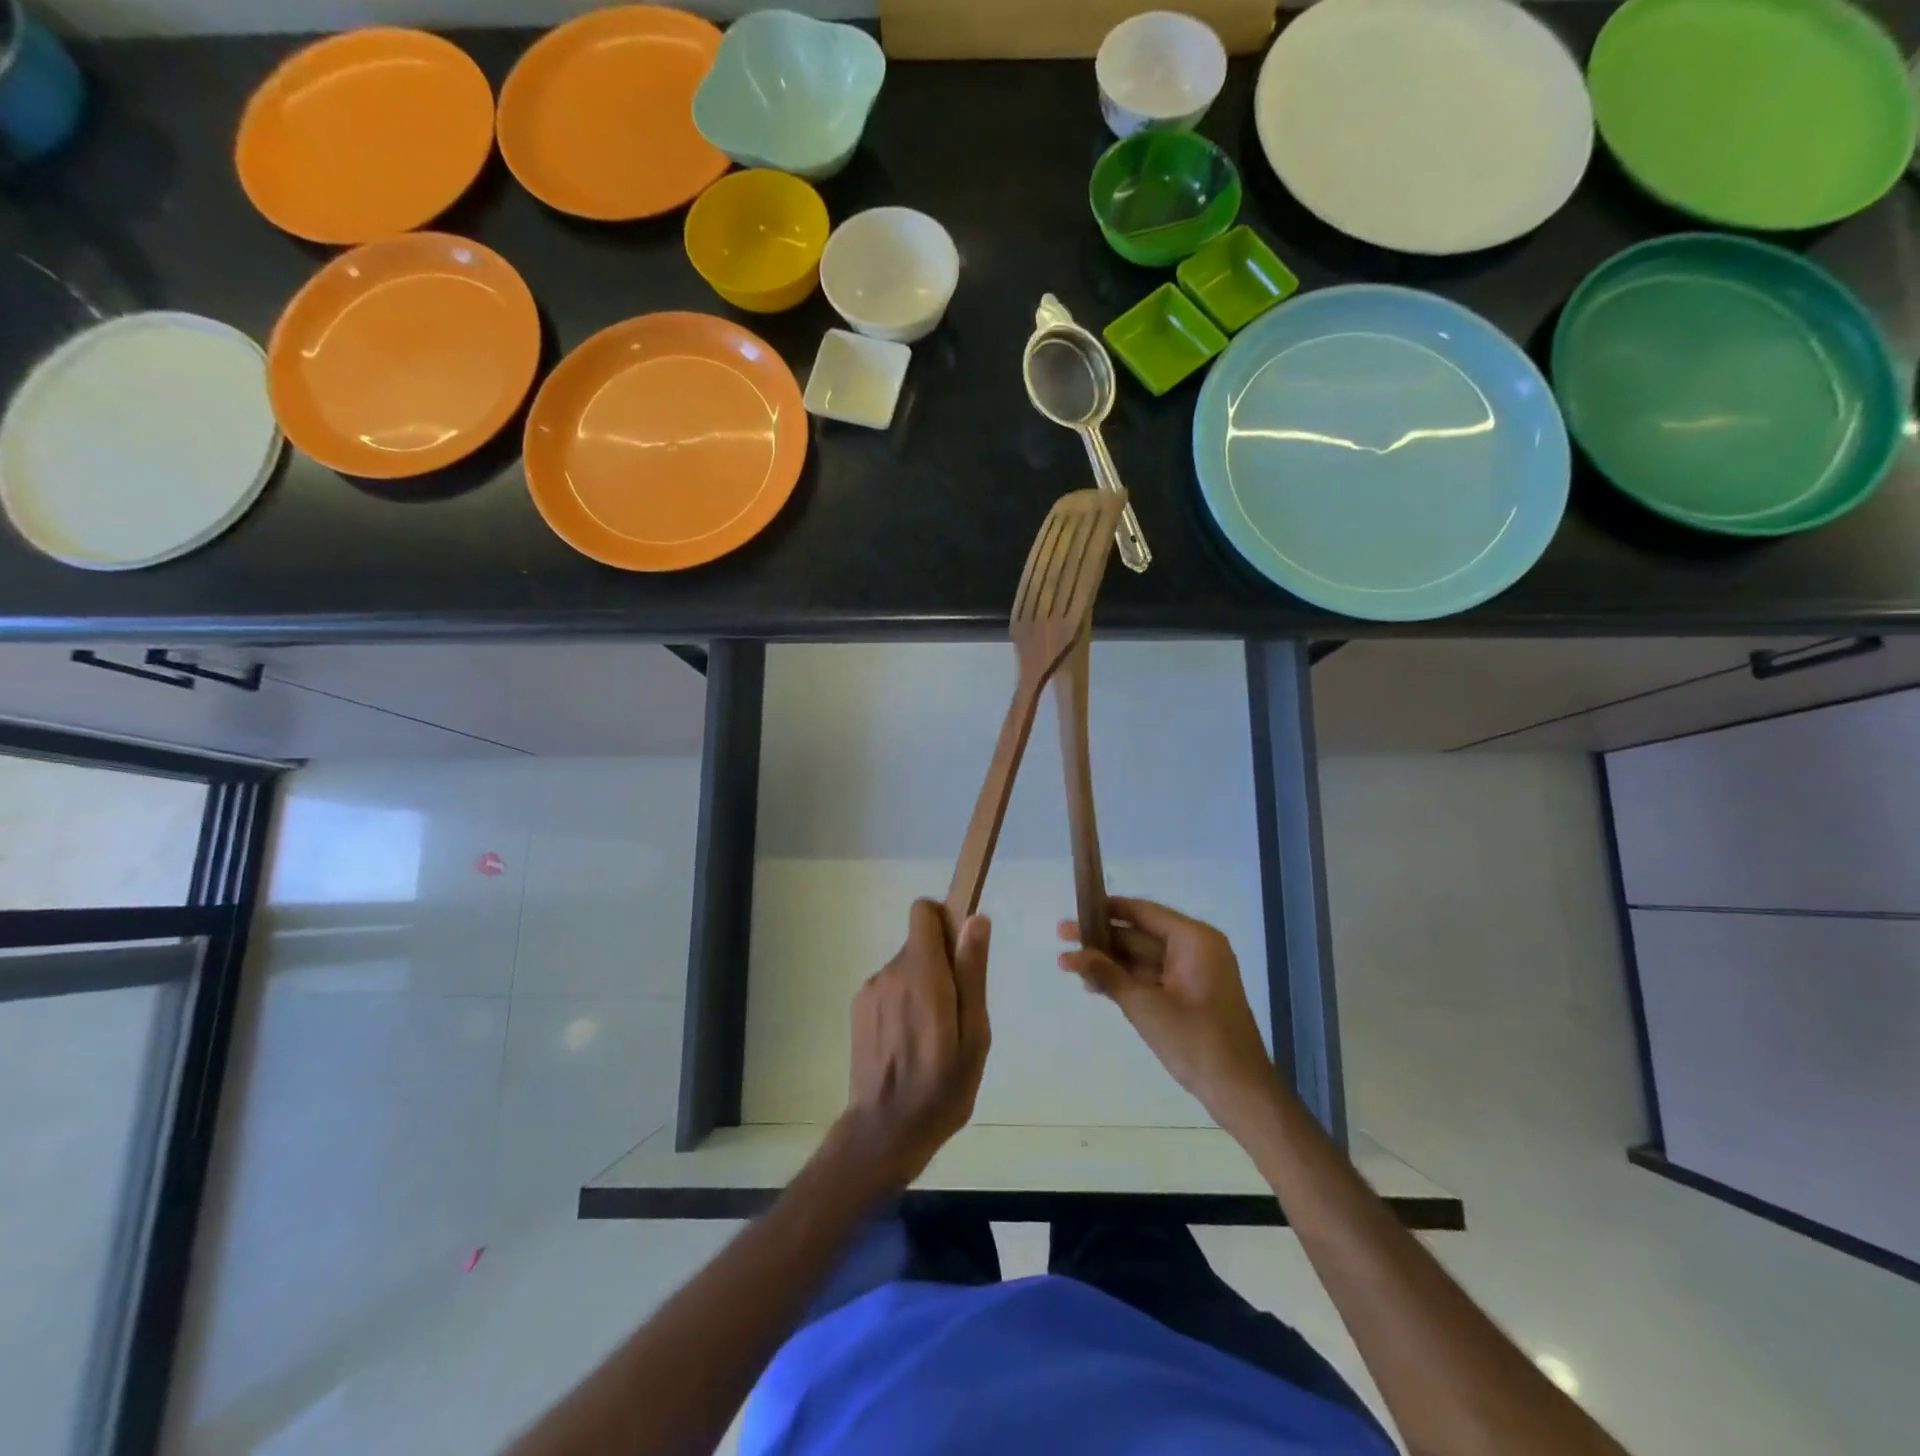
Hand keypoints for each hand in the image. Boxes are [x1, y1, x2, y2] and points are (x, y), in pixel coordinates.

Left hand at [842, 900, 991, 1190]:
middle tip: (956, 1014)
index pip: (924, 912)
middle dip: (942, 964)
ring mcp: (870, 990)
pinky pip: (891, 987)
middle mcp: (890, 972)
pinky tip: (911, 1043)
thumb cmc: (942, 1088)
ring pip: (907, 967)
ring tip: (935, 1036)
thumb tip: (976, 919)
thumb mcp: (974, 1035)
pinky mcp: (859, 1008)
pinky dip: (904, 1002)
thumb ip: (972, 972)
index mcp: (922, 974)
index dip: (945, 921)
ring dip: (923, 986)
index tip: (962, 953)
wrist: (884, 1132)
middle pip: (920, 942)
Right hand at [1058, 896, 1276, 1126]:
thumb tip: (1070, 954)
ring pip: (1142, 957)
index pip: (1143, 912)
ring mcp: (1193, 973)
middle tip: (1061, 935)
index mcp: (1194, 939)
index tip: (1074, 908)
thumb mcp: (1145, 1007)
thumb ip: (1107, 975)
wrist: (1240, 1093)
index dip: (1106, 909)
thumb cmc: (1196, 1042)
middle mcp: (1195, 948)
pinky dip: (1125, 980)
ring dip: (1109, 962)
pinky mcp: (1188, 995)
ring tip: (1068, 964)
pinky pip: (1151, 977)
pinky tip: (1093, 985)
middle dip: (1102, 939)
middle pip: (1140, 934)